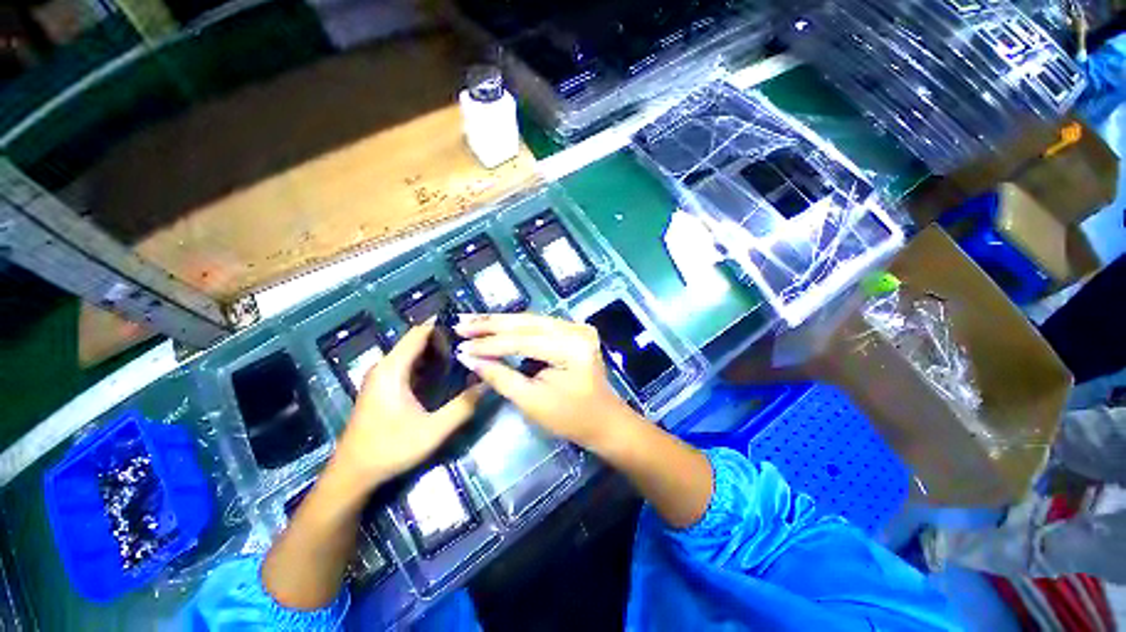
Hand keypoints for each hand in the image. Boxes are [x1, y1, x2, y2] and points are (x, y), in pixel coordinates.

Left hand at [331, 321, 481, 491]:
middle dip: (445, 338)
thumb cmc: (391, 449)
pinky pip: (408, 364)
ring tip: (465, 354)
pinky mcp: (382, 386)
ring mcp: (381, 376)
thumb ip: (463, 406)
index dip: (444, 325)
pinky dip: (428, 362)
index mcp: (392, 369)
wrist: (352, 474)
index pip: (419, 333)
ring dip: (437, 350)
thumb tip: (488, 383)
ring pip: (413, 352)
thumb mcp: (434, 430)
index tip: (470, 329)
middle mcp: (384, 366)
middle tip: (473, 343)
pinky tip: (446, 372)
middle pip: (417, 340)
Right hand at [454, 313, 635, 448]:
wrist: (604, 420)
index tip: (459, 345)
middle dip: (491, 324)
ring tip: (472, 321)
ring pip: (531, 320)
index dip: (489, 344)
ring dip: (501, 321)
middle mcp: (576, 330)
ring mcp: (577, 327)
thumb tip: (468, 357)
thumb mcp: (532, 401)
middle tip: (461, 322)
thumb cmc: (570, 418)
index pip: (523, 341)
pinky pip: (539, 325)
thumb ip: (500, 377)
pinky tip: (495, 324)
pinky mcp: (574, 330)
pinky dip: (516, 326)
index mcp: (572, 348)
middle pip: (527, 323)